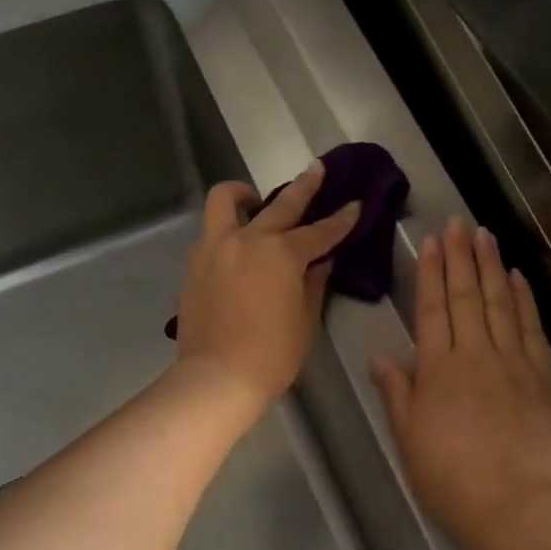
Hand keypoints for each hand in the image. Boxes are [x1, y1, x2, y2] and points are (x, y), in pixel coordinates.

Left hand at [174, 163, 360, 411]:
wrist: (217, 378)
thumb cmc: (271, 355)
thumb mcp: (305, 320)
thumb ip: (313, 283)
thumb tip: (320, 261)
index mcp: (281, 254)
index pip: (319, 232)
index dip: (341, 219)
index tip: (356, 204)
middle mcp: (247, 240)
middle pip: (280, 205)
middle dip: (304, 187)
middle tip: (317, 170)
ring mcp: (215, 250)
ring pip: (225, 202)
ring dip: (243, 195)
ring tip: (253, 200)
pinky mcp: (194, 266)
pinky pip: (211, 235)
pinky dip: (227, 232)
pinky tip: (236, 250)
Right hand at [371, 219, 550, 549]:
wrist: (517, 507)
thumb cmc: (452, 479)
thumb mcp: (409, 439)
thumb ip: (397, 393)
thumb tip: (381, 356)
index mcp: (438, 369)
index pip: (432, 309)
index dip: (430, 272)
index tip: (431, 241)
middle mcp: (475, 354)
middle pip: (466, 296)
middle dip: (460, 257)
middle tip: (459, 223)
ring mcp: (513, 362)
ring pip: (500, 303)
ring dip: (492, 267)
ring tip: (486, 235)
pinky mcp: (543, 377)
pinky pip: (531, 328)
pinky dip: (525, 300)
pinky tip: (519, 278)